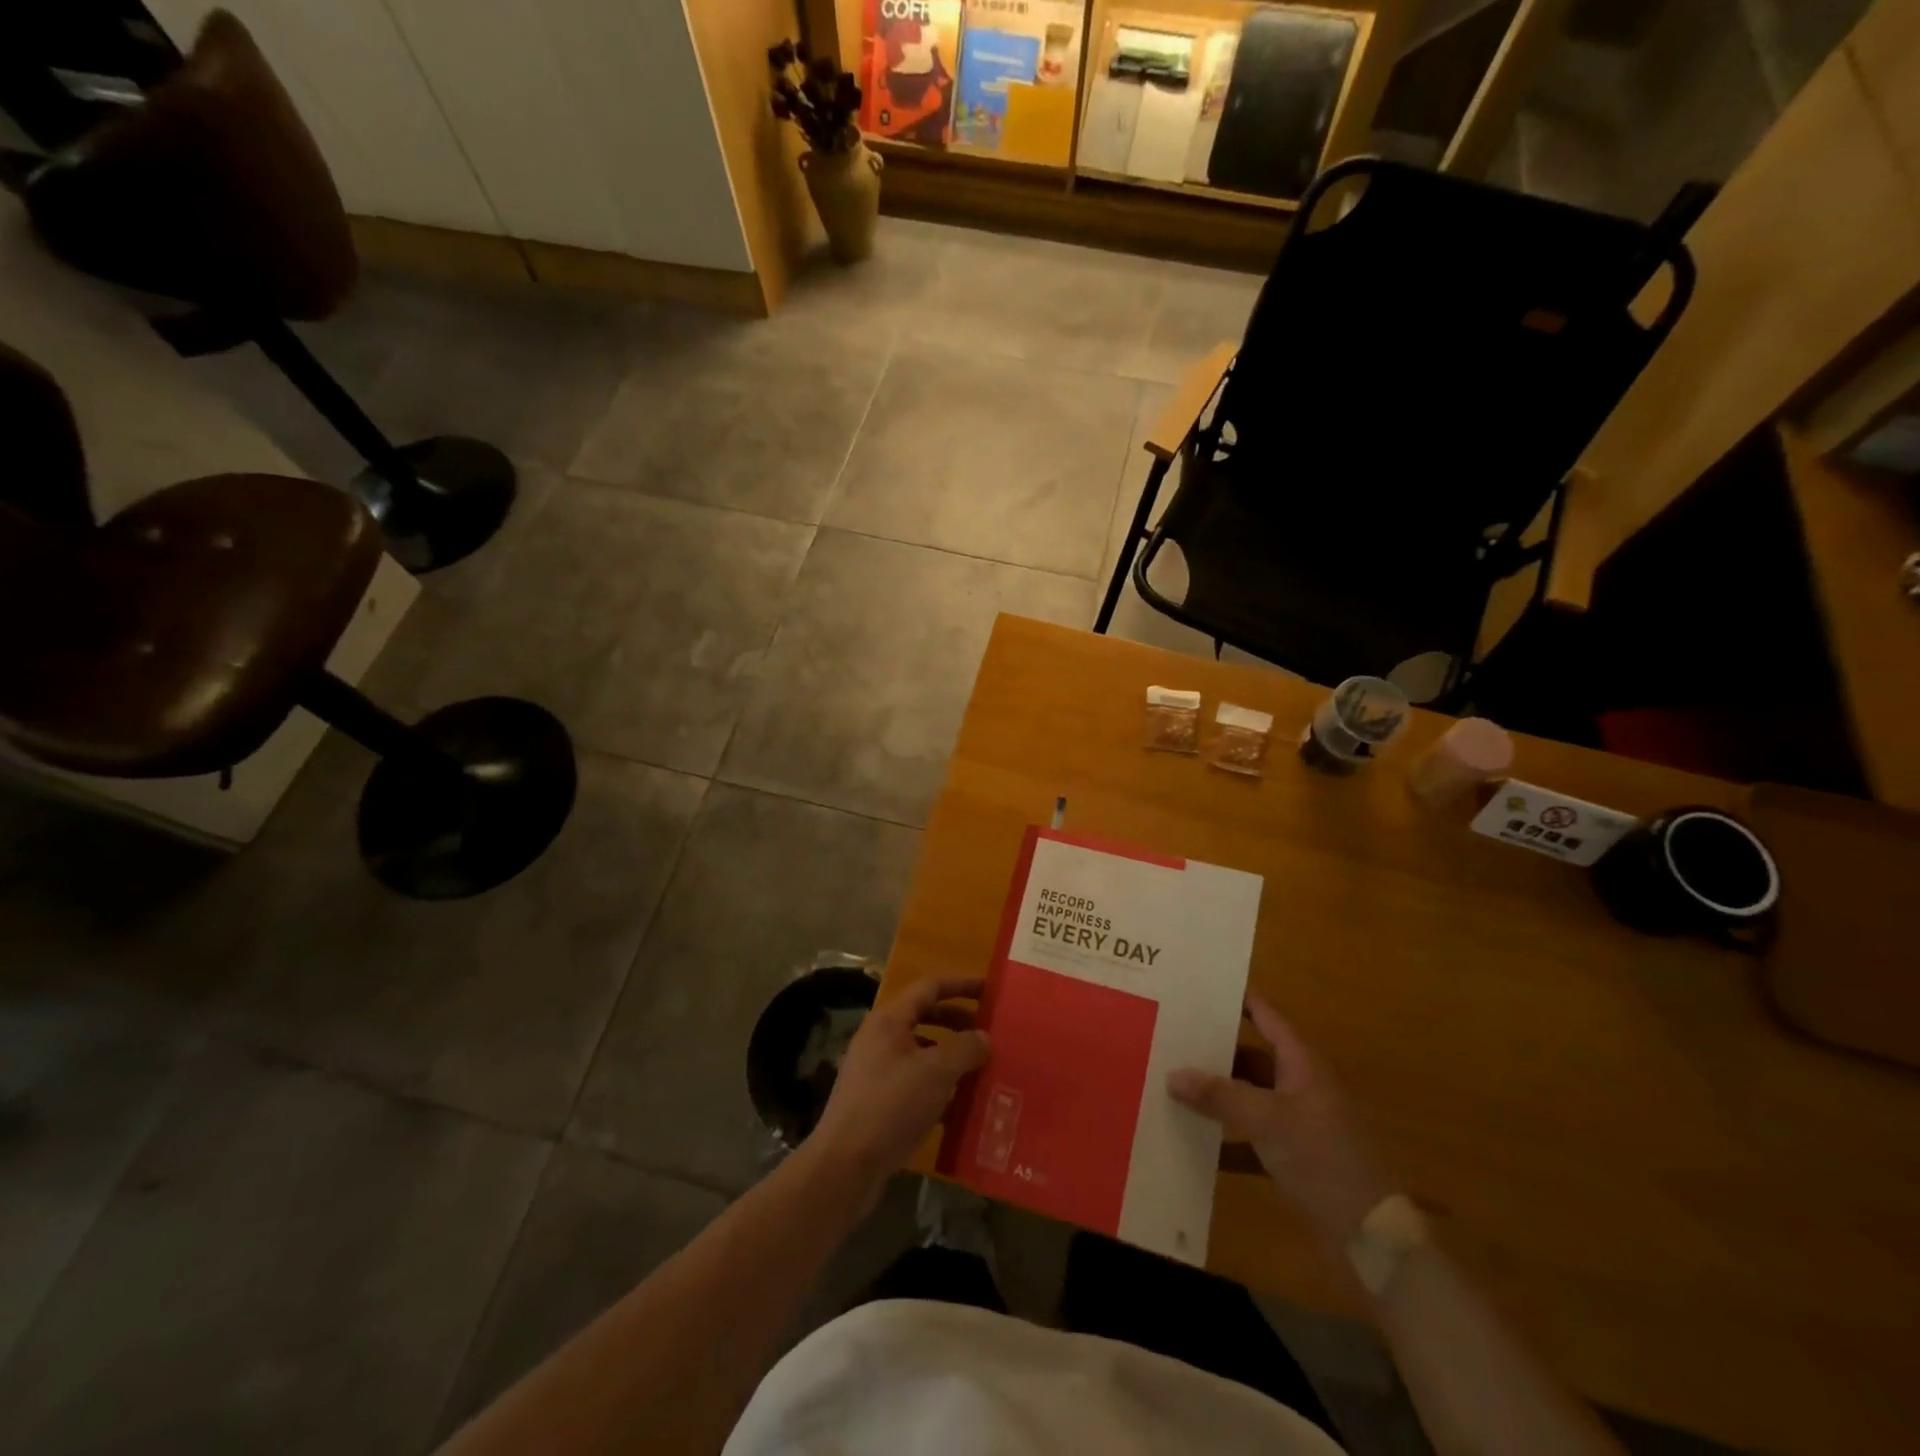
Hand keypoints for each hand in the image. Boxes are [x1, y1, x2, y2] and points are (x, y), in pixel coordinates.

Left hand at [809, 975, 989, 1200]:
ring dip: (952, 1057)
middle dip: (959, 1022)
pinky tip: (962, 1107)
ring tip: (982, 1069)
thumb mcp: (936, 1072)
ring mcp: (877, 1072)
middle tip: (990, 1033)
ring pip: (922, 1053)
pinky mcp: (878, 1103)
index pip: (930, 987)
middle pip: (926, 1017)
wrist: (845, 1166)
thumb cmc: (891, 1106)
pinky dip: (940, 1088)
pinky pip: (916, 1084)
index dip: (962, 985)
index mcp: (890, 1020)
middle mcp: (881, 1039)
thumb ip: (965, 1048)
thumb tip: (984, 1037)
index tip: (991, 991)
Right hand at [1168, 994, 1393, 1247]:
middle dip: (1215, 1046)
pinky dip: (1226, 1129)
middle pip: (1252, 1054)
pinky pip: (1250, 1129)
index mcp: (1302, 1063)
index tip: (1198, 986)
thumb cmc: (1323, 1159)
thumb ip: (1219, 1096)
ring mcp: (1297, 1119)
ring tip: (1173, 1078)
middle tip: (1172, 1034)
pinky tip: (1193, 1132)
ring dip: (1217, 1089)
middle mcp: (1300, 1083)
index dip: (1237, 998)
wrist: (1369, 1236)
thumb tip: (1172, 1074)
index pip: (1266, 1015)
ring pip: (1249, 1092)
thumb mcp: (1267, 1122)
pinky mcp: (1292, 1152)